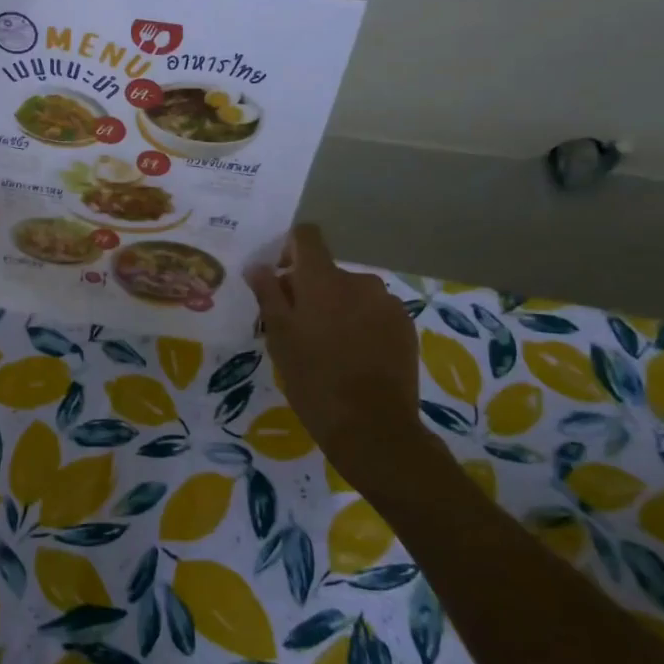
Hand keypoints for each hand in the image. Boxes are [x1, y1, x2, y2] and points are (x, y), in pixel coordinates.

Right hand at [245, 224, 423, 482]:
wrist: (373, 427)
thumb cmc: (314, 379)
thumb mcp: (279, 337)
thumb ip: (268, 294)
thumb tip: (258, 265)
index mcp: (323, 278)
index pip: (307, 236)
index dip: (289, 249)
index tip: (280, 279)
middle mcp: (359, 280)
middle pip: (328, 271)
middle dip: (311, 290)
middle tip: (298, 329)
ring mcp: (387, 303)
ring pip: (352, 294)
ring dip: (337, 308)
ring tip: (328, 348)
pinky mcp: (406, 327)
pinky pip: (374, 313)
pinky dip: (361, 324)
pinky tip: (354, 358)